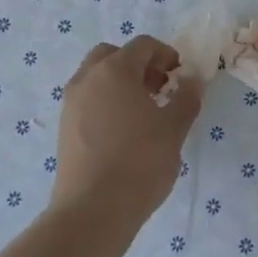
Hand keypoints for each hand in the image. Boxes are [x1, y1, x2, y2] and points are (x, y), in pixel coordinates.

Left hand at [52, 36, 202, 228]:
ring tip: (144, 110)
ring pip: (96, 77)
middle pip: (113, 55)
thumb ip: (186, 98)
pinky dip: (106, 101)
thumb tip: (193, 80)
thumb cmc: (139, 161)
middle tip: (159, 87)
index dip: (166, 54)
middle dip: (138, 64)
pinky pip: (87, 99)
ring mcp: (71, 103)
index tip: (180, 74)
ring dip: (120, 82)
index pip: (142, 45)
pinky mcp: (64, 127)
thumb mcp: (174, 129)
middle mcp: (88, 78)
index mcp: (115, 70)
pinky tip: (124, 130)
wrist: (93, 210)